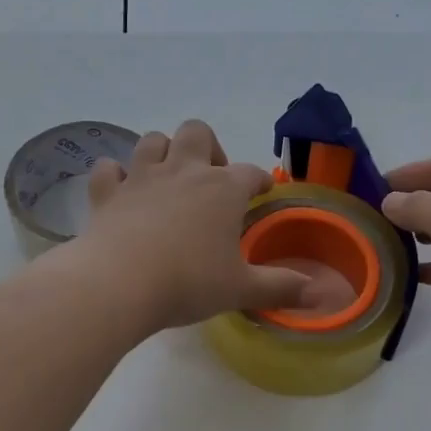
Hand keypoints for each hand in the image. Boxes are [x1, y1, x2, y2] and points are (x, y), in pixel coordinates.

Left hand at [67, 120, 314, 331]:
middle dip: (208, 147)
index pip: (250, 173)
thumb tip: (324, 297)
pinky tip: (121, 190)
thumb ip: (281, 289)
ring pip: (153, 140)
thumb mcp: (241, 290)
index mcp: (223, 190)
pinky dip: (116, 175)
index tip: (262, 192)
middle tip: (211, 178)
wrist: (119, 284)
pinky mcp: (107, 193)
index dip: (259, 181)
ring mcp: (141, 177)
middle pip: (198, 132)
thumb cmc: (189, 283)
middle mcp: (184, 171)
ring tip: (169, 178)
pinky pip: (109, 169)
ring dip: (162, 152)